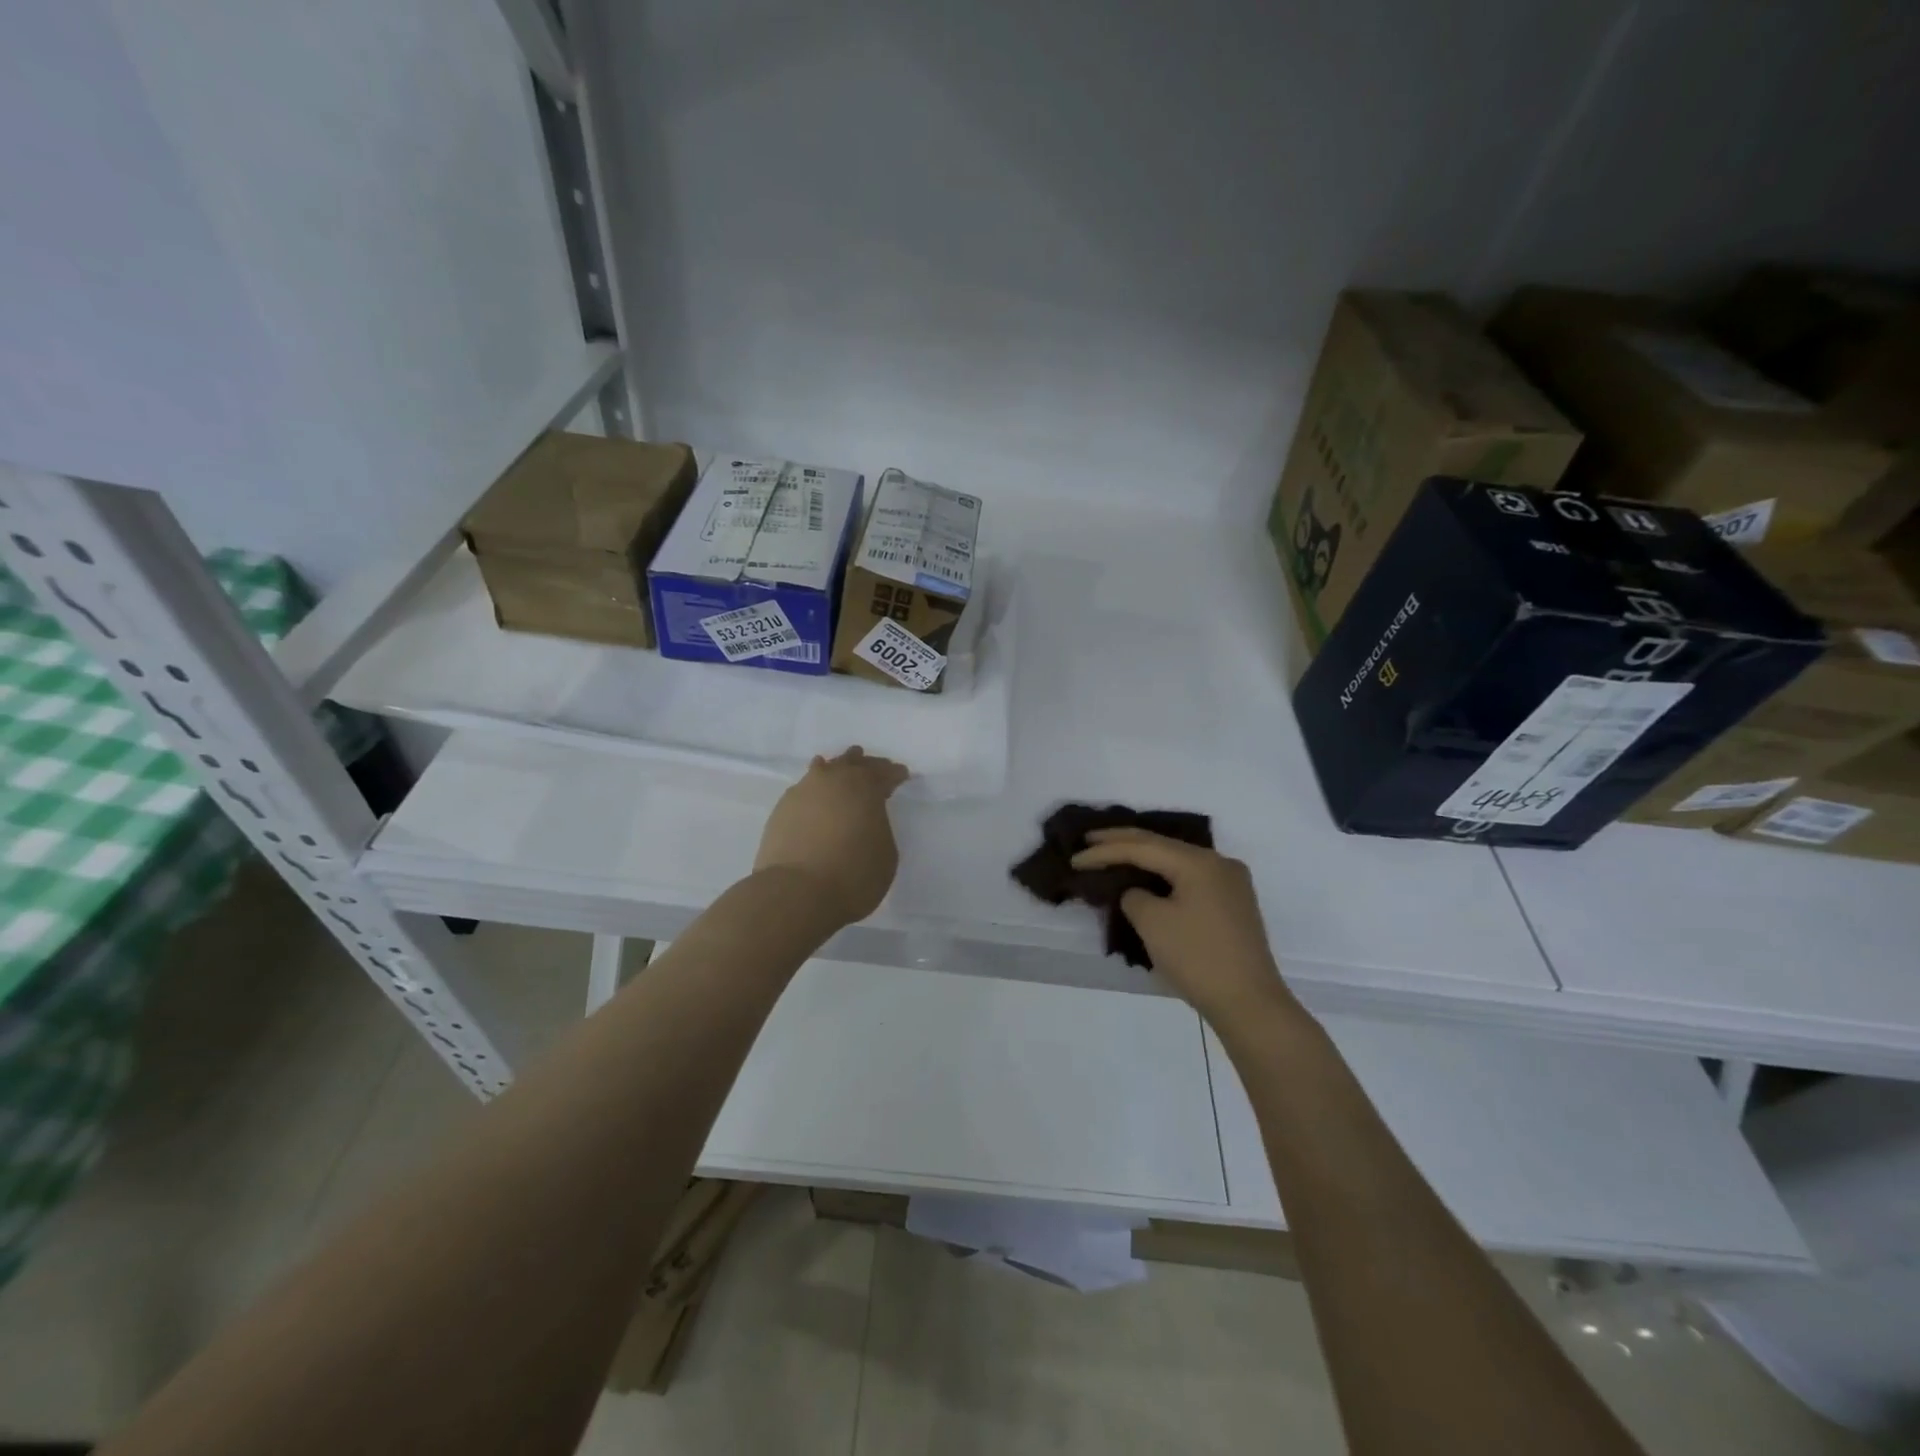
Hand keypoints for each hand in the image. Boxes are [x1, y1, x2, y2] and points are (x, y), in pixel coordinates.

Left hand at [754, 747, 909, 925]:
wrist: (796, 893)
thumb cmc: (853, 875)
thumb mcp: (886, 853)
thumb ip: (879, 827)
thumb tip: (867, 819)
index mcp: (865, 787)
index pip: (884, 773)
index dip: (894, 774)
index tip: (901, 775)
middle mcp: (833, 780)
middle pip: (853, 763)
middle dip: (866, 765)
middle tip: (875, 769)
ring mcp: (803, 791)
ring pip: (824, 770)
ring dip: (837, 770)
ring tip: (841, 774)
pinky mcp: (781, 808)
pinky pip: (804, 789)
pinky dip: (815, 790)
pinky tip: (816, 797)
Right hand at [1072, 829, 1295, 1023]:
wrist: (1250, 1004)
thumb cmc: (1197, 958)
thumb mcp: (1153, 923)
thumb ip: (1134, 897)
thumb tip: (1137, 893)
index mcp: (1199, 862)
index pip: (1142, 847)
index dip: (1105, 852)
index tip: (1075, 859)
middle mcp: (1218, 863)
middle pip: (1161, 845)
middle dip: (1123, 843)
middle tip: (1089, 841)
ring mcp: (1230, 883)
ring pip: (1176, 861)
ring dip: (1144, 858)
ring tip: (1112, 854)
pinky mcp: (1232, 904)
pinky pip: (1189, 878)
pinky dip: (1163, 876)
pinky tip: (1146, 877)